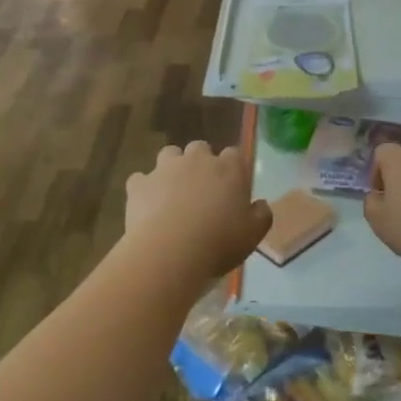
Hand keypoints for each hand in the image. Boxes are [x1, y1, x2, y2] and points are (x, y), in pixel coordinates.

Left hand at [124, 142, 270, 278]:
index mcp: (229, 169)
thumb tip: (260, 204)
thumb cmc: (219, 243)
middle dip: (201, 163)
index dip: (233, 168)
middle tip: (202, 190)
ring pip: (169, 154)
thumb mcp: (253, 235)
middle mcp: (197, 160)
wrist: (170, 252)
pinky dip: (145, 188)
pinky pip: (141, 179)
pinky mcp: (139, 183)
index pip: (234, 154)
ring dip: (172, 167)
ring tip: (173, 193)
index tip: (232, 188)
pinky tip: (147, 206)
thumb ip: (261, 215)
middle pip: (200, 148)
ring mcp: (165, 168)